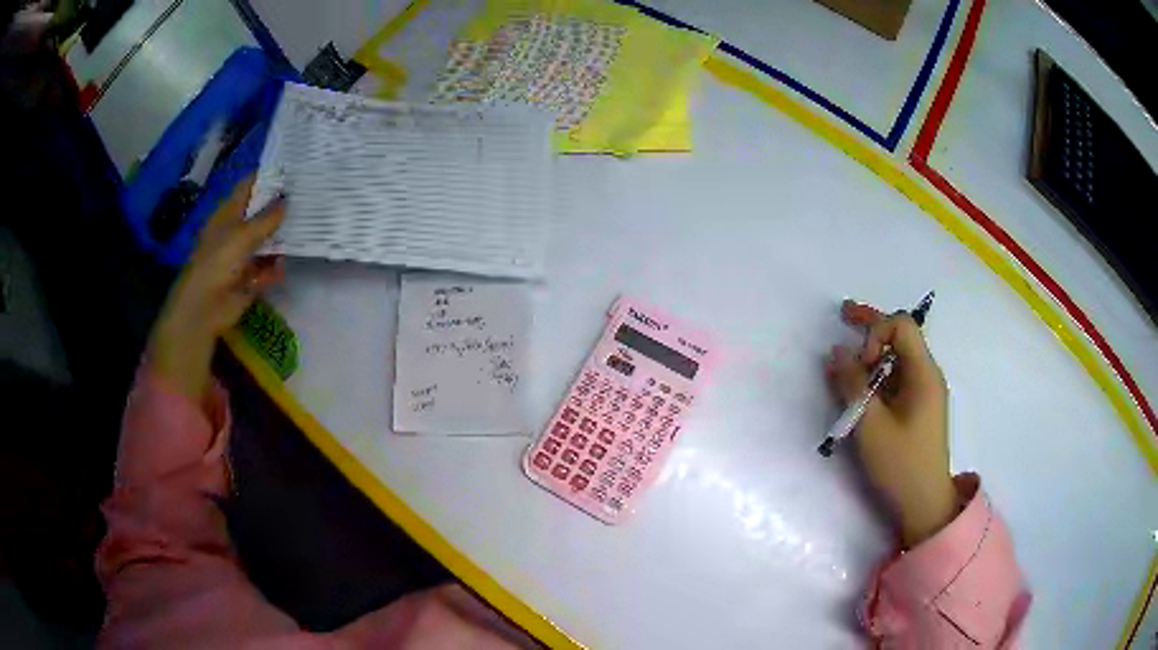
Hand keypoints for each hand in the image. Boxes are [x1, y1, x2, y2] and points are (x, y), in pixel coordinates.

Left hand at [148, 178, 285, 402]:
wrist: (205, 307)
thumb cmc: (217, 262)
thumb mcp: (243, 234)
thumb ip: (267, 218)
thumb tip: (287, 199)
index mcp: (228, 213)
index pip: (249, 187)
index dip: (267, 177)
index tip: (292, 169)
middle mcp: (235, 231)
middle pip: (260, 214)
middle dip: (280, 207)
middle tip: (307, 196)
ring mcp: (242, 255)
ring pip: (266, 241)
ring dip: (281, 239)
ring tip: (307, 228)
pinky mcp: (249, 278)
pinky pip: (267, 269)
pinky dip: (274, 268)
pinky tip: (284, 265)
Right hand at [826, 300, 957, 546]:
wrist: (924, 504)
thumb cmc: (901, 465)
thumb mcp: (871, 427)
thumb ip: (853, 386)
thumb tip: (836, 352)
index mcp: (924, 374)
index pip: (902, 326)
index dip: (876, 332)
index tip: (860, 363)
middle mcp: (926, 375)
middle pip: (900, 336)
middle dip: (870, 326)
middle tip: (843, 314)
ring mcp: (923, 392)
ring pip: (896, 358)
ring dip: (870, 355)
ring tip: (842, 365)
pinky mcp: (916, 408)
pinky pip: (895, 380)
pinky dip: (875, 377)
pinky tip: (857, 388)